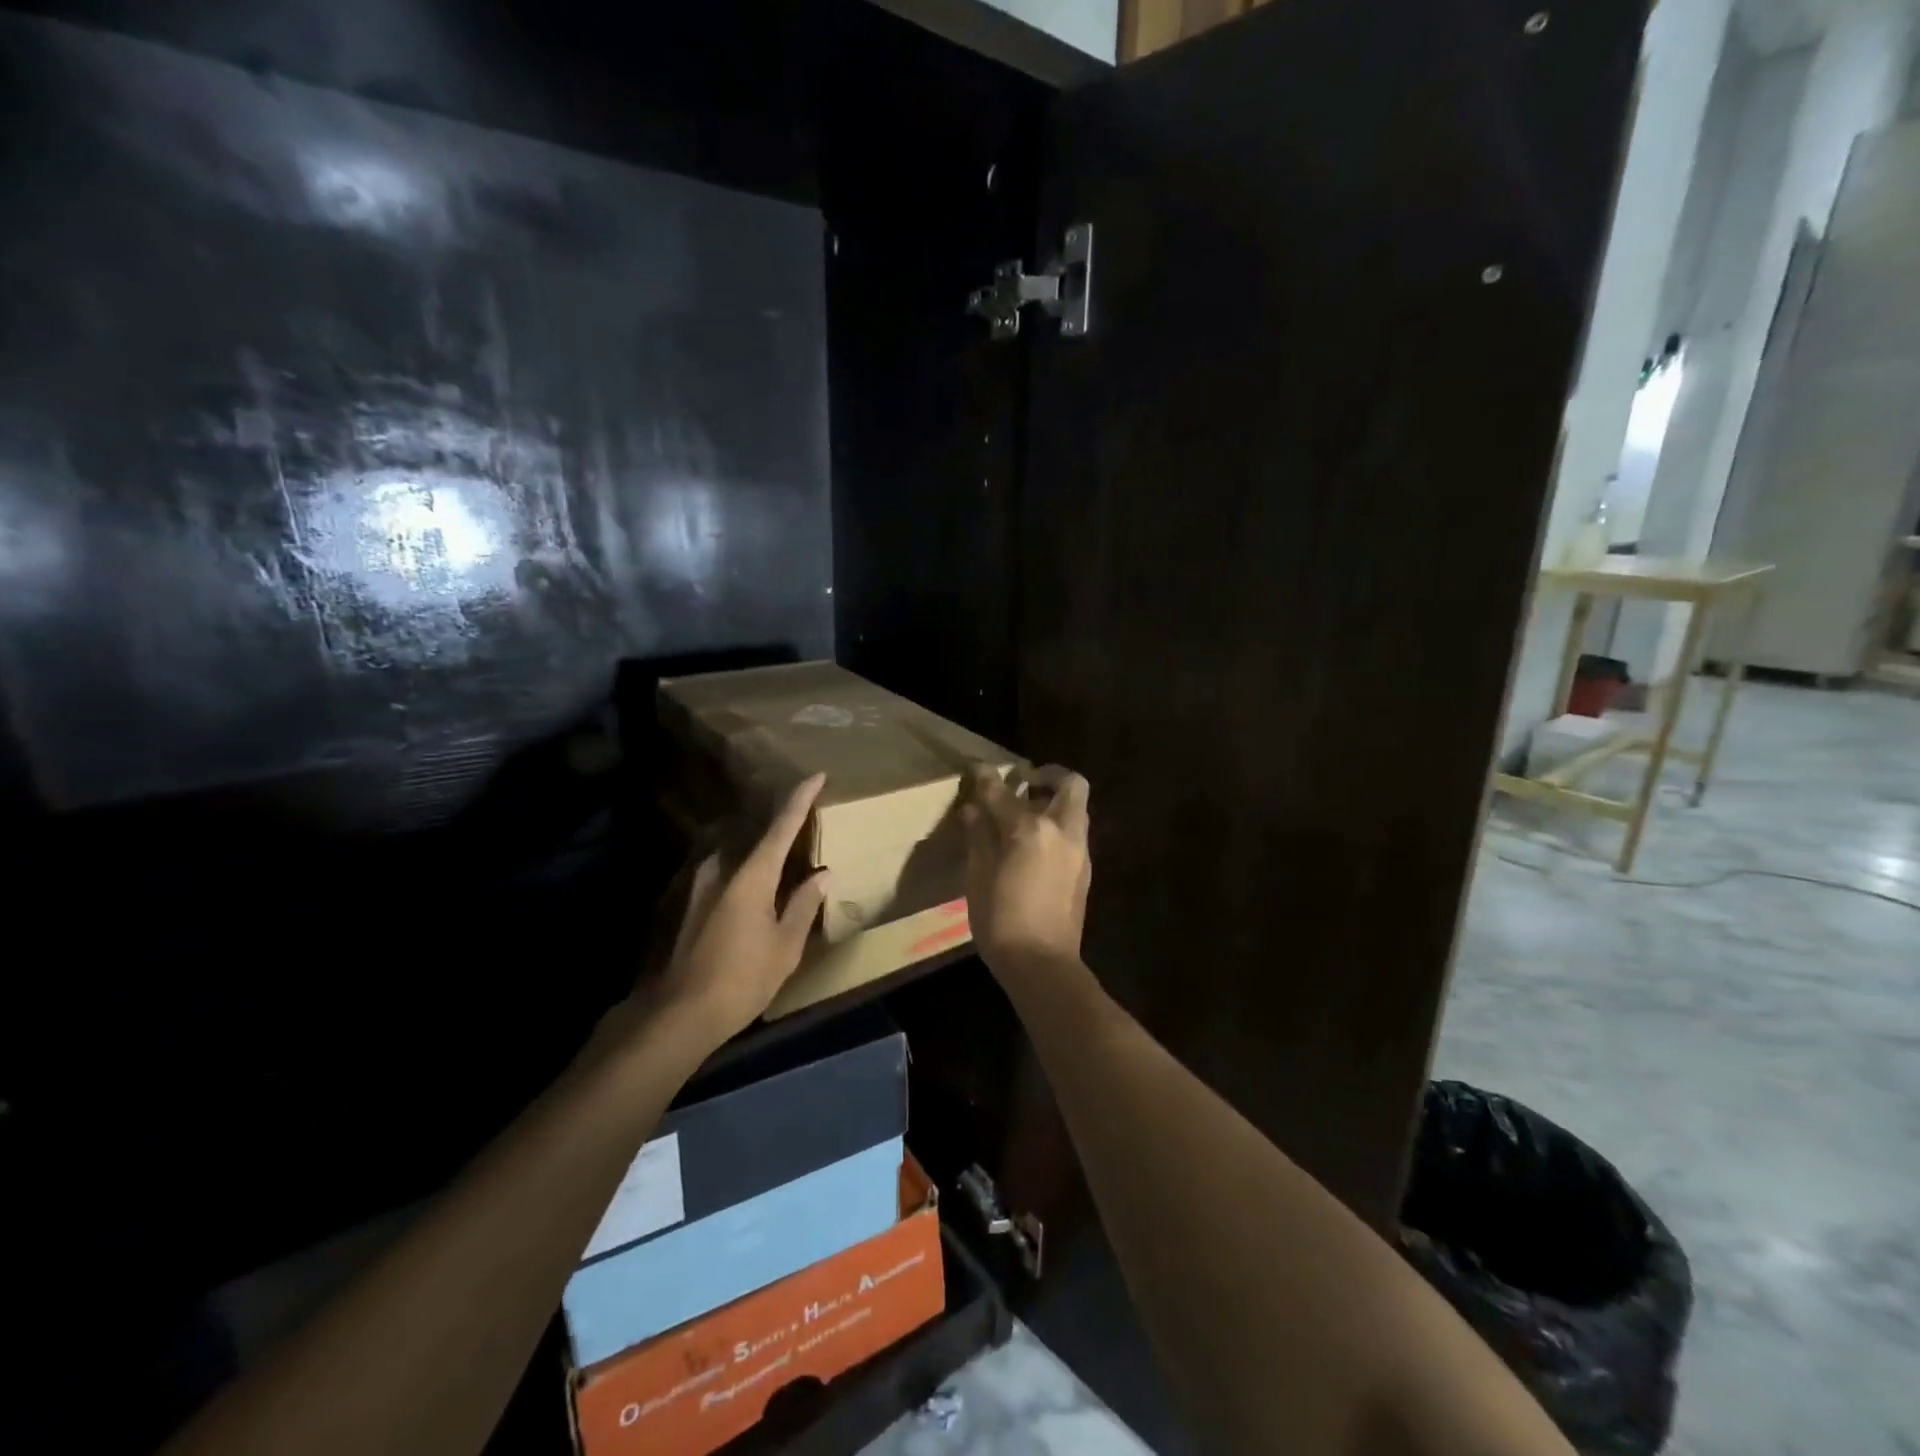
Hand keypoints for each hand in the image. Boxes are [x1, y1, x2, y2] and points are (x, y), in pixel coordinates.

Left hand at [649, 774, 831, 1047]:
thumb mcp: (785, 945)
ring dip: (761, 858)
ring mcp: (699, 884)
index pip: (782, 827)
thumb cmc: (742, 978)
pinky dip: (744, 877)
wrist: (678, 1014)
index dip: (800, 800)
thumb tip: (822, 875)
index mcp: (751, 875)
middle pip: (758, 839)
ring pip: (739, 859)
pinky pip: (725, 877)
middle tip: (806, 832)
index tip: (816, 775)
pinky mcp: (687, 903)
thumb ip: (804, 904)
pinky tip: (753, 898)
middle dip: (782, 831)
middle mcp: (721, 868)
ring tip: (782, 868)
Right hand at [960, 764, 1091, 972]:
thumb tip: (974, 811)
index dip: (987, 779)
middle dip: (1048, 775)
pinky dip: (1057, 825)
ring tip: (1026, 815)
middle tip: (1024, 782)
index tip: (978, 769)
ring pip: (1075, 808)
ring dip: (1054, 800)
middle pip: (1069, 784)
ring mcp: (1079, 850)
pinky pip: (1074, 831)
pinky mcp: (1085, 869)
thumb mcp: (978, 877)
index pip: (1004, 793)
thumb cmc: (1001, 921)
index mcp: (1030, 830)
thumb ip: (979, 837)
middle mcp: (1062, 831)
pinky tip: (1034, 845)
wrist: (1042, 963)